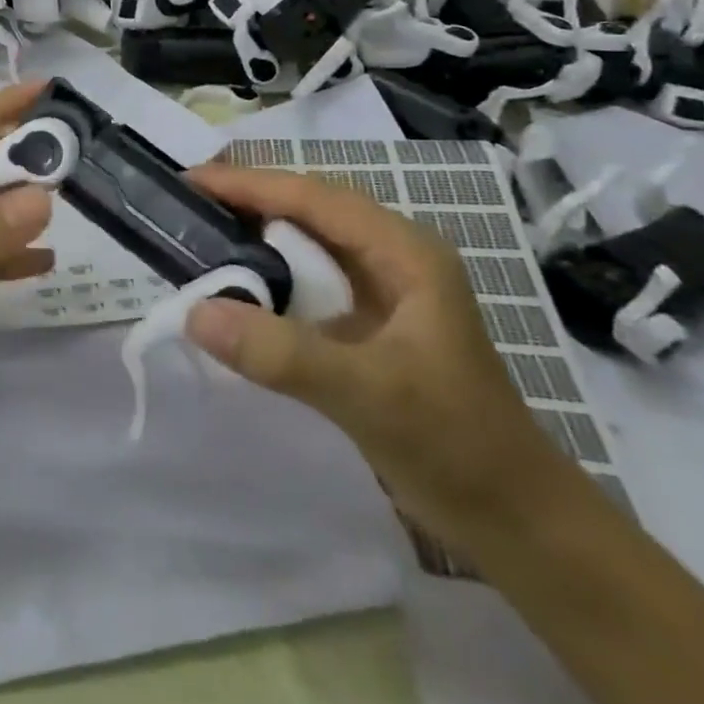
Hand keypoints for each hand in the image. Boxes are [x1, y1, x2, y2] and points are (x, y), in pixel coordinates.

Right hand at [183, 164, 587, 550]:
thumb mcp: (369, 395)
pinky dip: (268, 278)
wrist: (517, 523)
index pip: (313, 196)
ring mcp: (382, 290)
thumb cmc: (456, 446)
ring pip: (306, 243)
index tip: (190, 180)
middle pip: (308, 209)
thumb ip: (282, 353)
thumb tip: (195, 312)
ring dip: (255, 237)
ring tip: (199, 234)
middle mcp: (392, 256)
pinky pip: (307, 282)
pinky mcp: (369, 323)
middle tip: (185, 203)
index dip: (249, 184)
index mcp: (403, 251)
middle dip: (247, 200)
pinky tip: (237, 289)